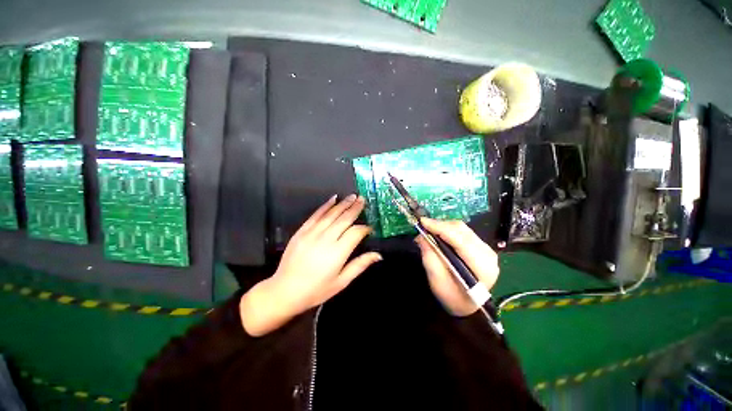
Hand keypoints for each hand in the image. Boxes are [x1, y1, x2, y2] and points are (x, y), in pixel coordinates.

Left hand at [240, 194, 381, 335]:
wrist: (285, 291)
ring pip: (331, 214)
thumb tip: (378, 255)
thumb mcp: (341, 282)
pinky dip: (325, 206)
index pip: (355, 233)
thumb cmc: (316, 290)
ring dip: (343, 204)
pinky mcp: (302, 231)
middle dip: (355, 208)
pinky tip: (333, 199)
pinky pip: (315, 215)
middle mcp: (326, 239)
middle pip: (344, 219)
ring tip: (353, 196)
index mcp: (337, 252)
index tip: (370, 228)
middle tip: (363, 199)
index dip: (365, 228)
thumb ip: (360, 265)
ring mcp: (312, 233)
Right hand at [415, 218, 498, 316]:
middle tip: (423, 228)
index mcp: (481, 266)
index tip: (422, 222)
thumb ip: (430, 257)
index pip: (459, 239)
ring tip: (429, 231)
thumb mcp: (437, 281)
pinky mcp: (482, 247)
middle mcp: (488, 254)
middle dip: (440, 225)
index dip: (440, 228)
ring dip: (444, 227)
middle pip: (462, 230)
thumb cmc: (452, 298)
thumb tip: (422, 236)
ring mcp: (487, 249)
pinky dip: (449, 230)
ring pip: (462, 229)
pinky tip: (439, 235)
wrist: (467, 307)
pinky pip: (464, 232)